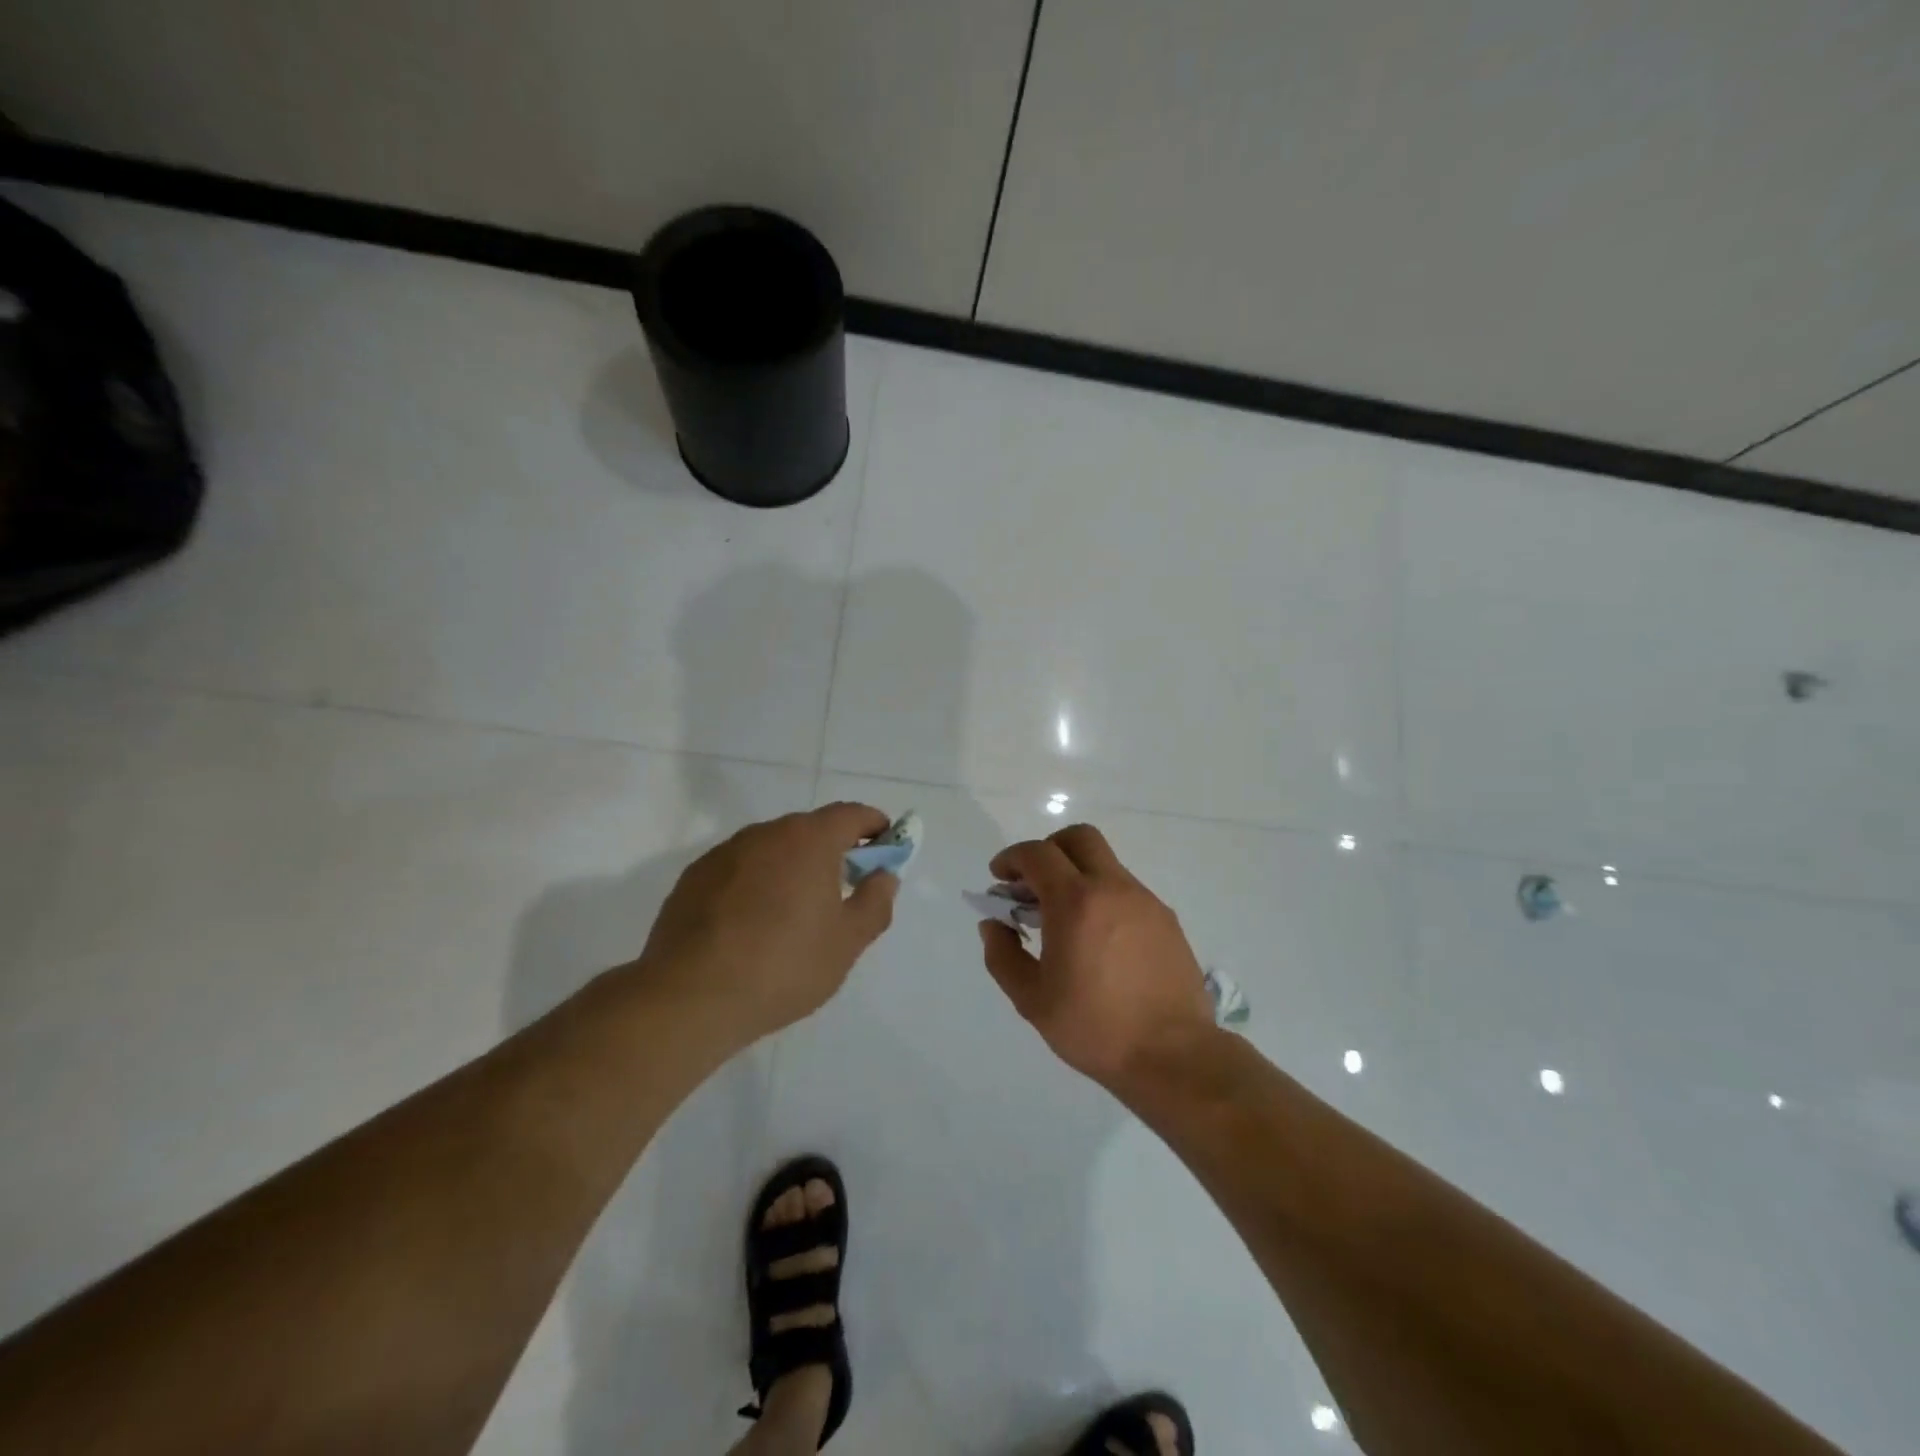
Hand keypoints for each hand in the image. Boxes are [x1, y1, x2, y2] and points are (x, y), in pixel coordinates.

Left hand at [637, 803, 898, 1046]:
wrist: (690, 996)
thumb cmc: (784, 965)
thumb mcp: (847, 942)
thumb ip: (875, 902)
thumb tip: (884, 876)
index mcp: (809, 840)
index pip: (851, 815)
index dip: (873, 826)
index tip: (885, 846)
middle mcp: (766, 833)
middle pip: (810, 830)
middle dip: (833, 850)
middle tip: (844, 888)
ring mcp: (724, 853)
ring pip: (771, 849)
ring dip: (791, 867)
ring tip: (794, 913)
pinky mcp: (693, 878)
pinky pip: (739, 870)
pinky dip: (755, 884)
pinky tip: (751, 925)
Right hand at [978, 823, 1217, 1089]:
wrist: (1173, 1056)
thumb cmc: (1094, 1028)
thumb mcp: (1032, 999)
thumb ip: (1003, 954)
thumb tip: (994, 924)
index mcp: (1075, 902)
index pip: (1038, 854)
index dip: (1012, 858)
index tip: (999, 878)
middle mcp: (1113, 888)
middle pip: (1078, 838)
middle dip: (1049, 849)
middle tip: (1033, 883)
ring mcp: (1145, 901)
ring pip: (1105, 863)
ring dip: (1078, 875)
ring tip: (1065, 919)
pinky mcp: (1167, 919)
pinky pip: (1127, 891)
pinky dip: (1104, 897)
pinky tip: (1099, 939)